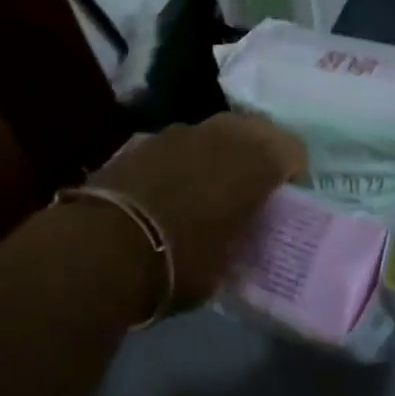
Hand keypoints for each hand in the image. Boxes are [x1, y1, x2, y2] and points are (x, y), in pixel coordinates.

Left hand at [91, 113, 305, 308]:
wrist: (101, 247)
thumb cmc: (178, 262)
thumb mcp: (226, 266)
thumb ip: (242, 240)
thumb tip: (240, 235)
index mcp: (254, 162)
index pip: (293, 150)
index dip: (293, 171)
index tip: (286, 198)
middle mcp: (222, 135)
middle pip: (255, 129)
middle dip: (260, 152)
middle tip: (254, 186)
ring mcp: (180, 132)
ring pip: (216, 131)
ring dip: (221, 152)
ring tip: (211, 186)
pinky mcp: (144, 140)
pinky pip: (181, 142)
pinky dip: (186, 158)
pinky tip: (173, 187)